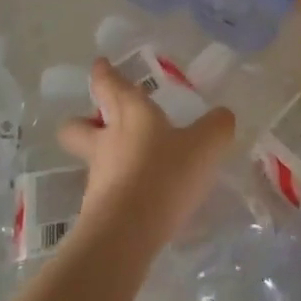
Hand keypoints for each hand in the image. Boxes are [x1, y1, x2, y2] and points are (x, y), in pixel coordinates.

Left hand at [58, 60, 234, 248]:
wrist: (126, 235)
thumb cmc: (164, 174)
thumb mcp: (205, 146)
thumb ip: (216, 127)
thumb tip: (223, 115)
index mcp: (131, 113)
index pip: (109, 85)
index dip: (103, 73)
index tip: (99, 65)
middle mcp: (107, 141)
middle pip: (77, 126)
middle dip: (82, 120)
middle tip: (98, 119)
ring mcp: (97, 177)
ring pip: (90, 159)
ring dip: (104, 157)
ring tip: (131, 164)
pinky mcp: (97, 211)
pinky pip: (104, 191)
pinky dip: (117, 189)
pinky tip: (141, 198)